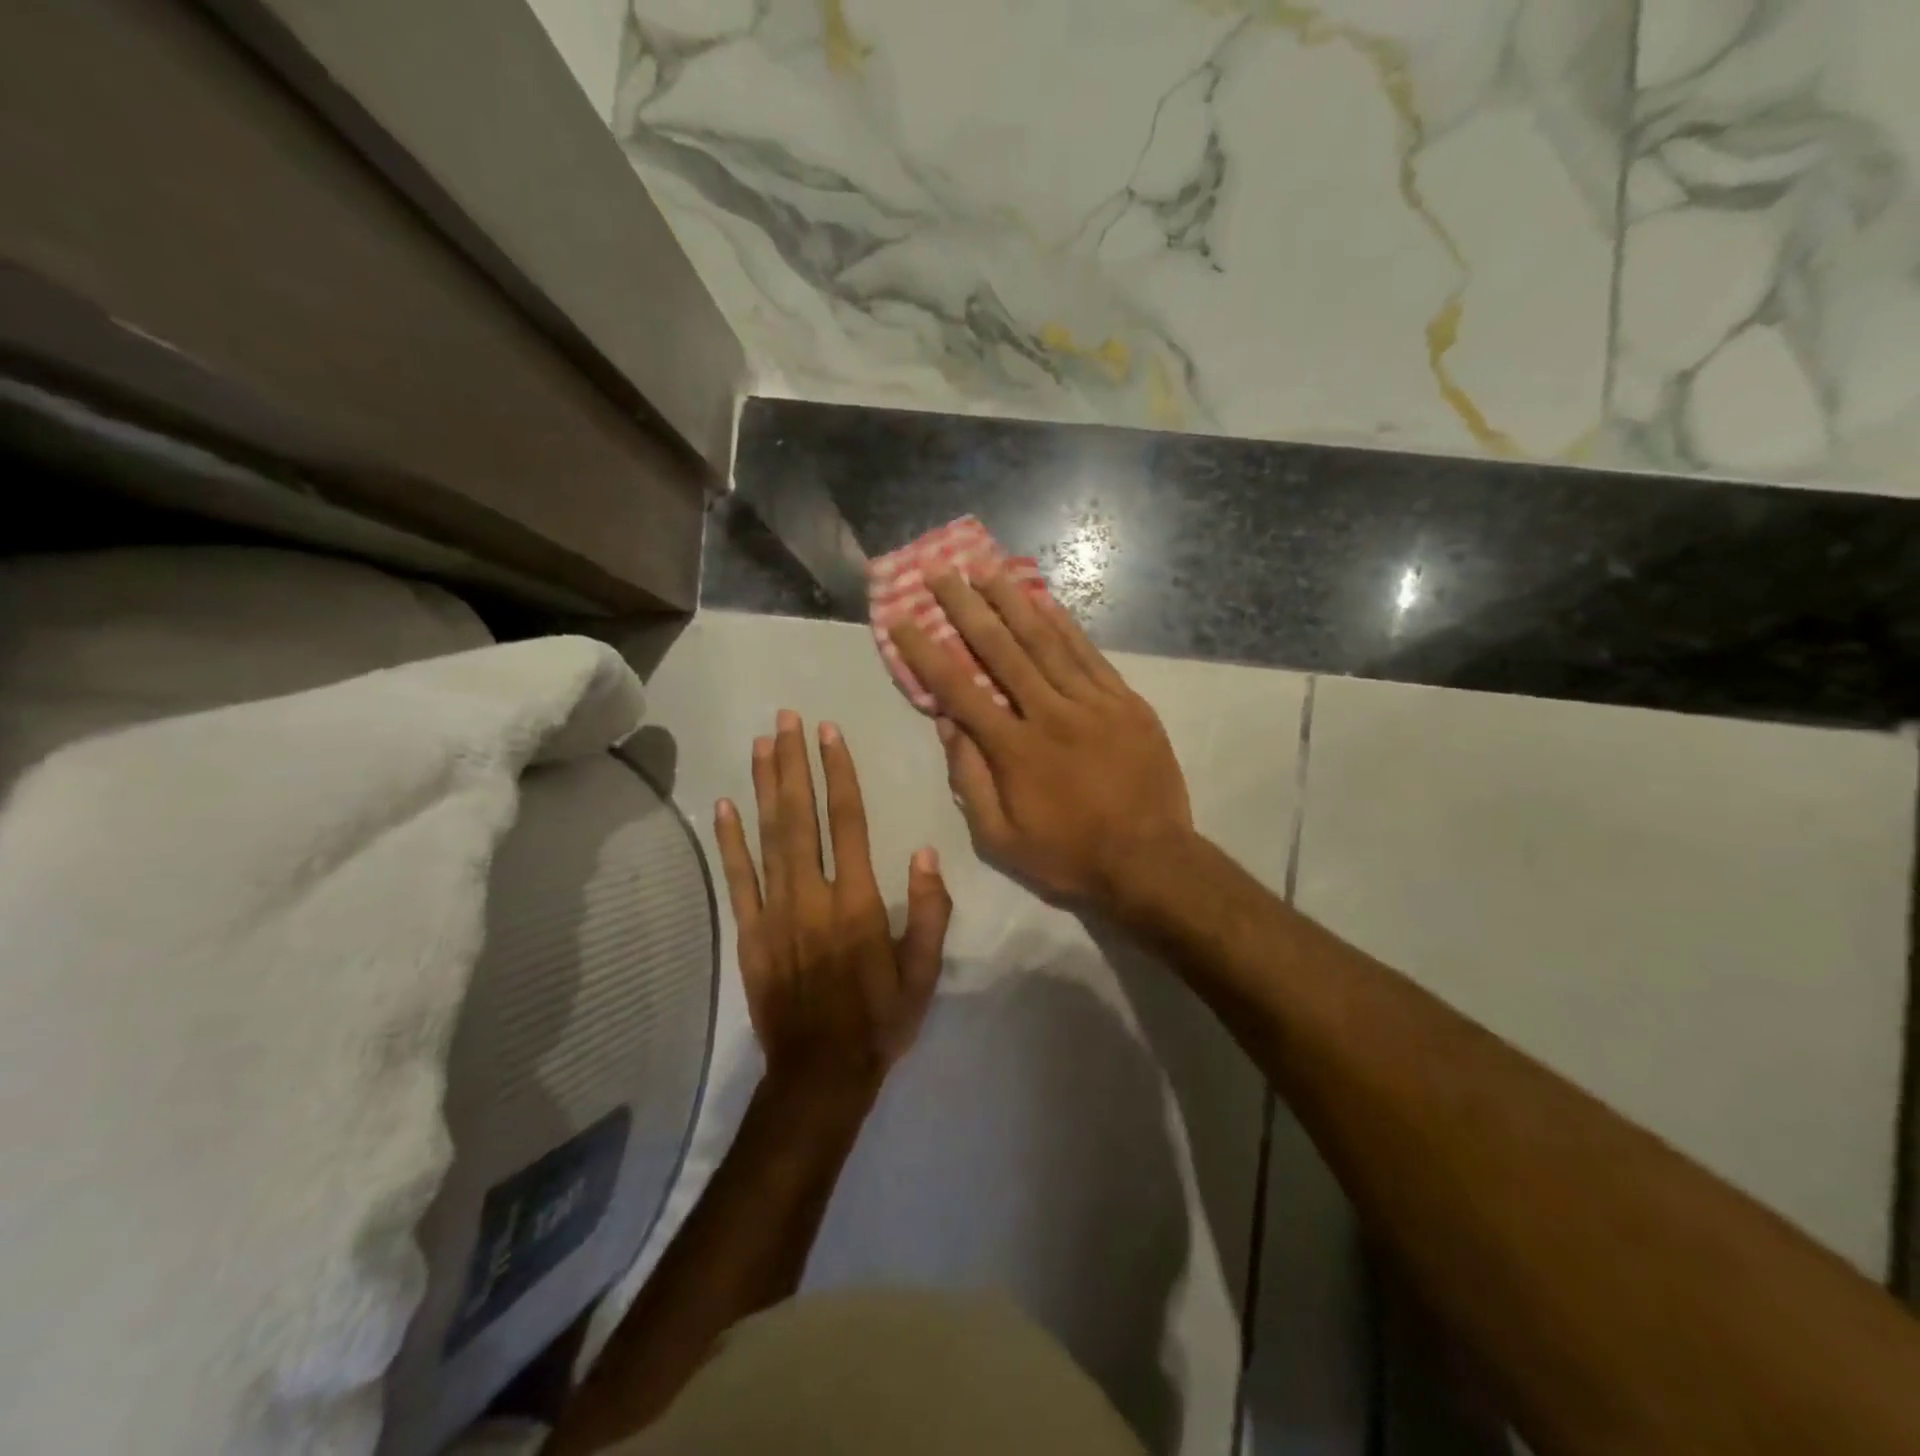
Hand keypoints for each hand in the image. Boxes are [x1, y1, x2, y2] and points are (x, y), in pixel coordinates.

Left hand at [714, 711, 951, 1101]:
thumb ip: (929, 914)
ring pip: (768, 838)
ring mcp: (775, 914)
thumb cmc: (880, 1021)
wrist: (821, 1075)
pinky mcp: (750, 934)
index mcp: (858, 903)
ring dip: (764, 787)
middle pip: (800, 817)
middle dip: (794, 764)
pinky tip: (723, 806)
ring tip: (761, 743)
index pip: (847, 823)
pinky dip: (730, 841)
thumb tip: (926, 854)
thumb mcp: (924, 974)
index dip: (838, 774)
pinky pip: (738, 880)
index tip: (829, 733)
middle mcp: (813, 897)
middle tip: (786, 718)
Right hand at [889, 568, 1192, 908]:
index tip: (902, 619)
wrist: (1150, 860)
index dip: (926, 652)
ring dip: (1012, 602)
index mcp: (1014, 749)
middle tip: (940, 572)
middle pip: (1000, 650)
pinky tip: (1044, 600)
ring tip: (986, 568)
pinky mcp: (1126, 702)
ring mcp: (1092, 703)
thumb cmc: (1069, 855)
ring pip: (1046, 642)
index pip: (959, 689)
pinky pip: (1089, 655)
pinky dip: (1065, 625)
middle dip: (966, 607)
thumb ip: (970, 780)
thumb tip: (947, 724)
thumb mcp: (1001, 839)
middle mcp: (1049, 714)